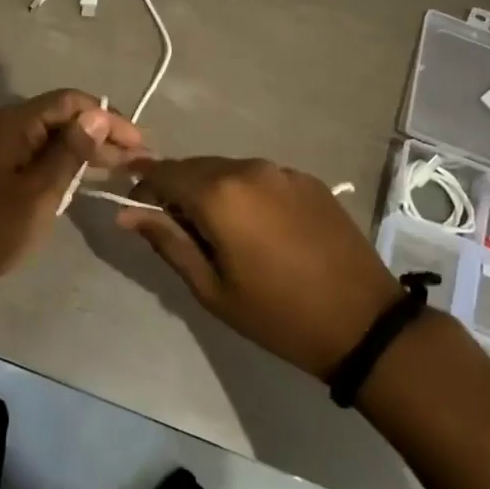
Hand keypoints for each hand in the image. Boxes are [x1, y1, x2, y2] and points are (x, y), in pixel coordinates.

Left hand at [0, 90, 143, 318]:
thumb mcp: (38, 193)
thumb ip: (70, 153)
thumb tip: (98, 115)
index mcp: (14, 124)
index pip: (71, 102)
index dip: (107, 118)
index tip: (139, 143)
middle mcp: (7, 128)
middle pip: (63, 119)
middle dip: (102, 136)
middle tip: (138, 162)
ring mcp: (1, 152)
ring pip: (53, 141)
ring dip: (87, 153)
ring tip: (123, 171)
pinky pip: (40, 160)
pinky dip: (66, 168)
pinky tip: (88, 182)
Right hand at [117, 158, 402, 378]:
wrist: (362, 321)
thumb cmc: (276, 314)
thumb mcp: (212, 288)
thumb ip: (167, 242)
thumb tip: (127, 214)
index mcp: (219, 194)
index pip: (164, 172)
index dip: (143, 184)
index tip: (136, 207)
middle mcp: (248, 168)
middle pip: (195, 167)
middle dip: (178, 189)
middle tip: (177, 229)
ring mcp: (282, 170)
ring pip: (228, 170)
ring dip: (212, 190)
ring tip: (219, 232)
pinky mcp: (307, 179)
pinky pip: (260, 177)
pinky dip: (245, 192)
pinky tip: (258, 227)